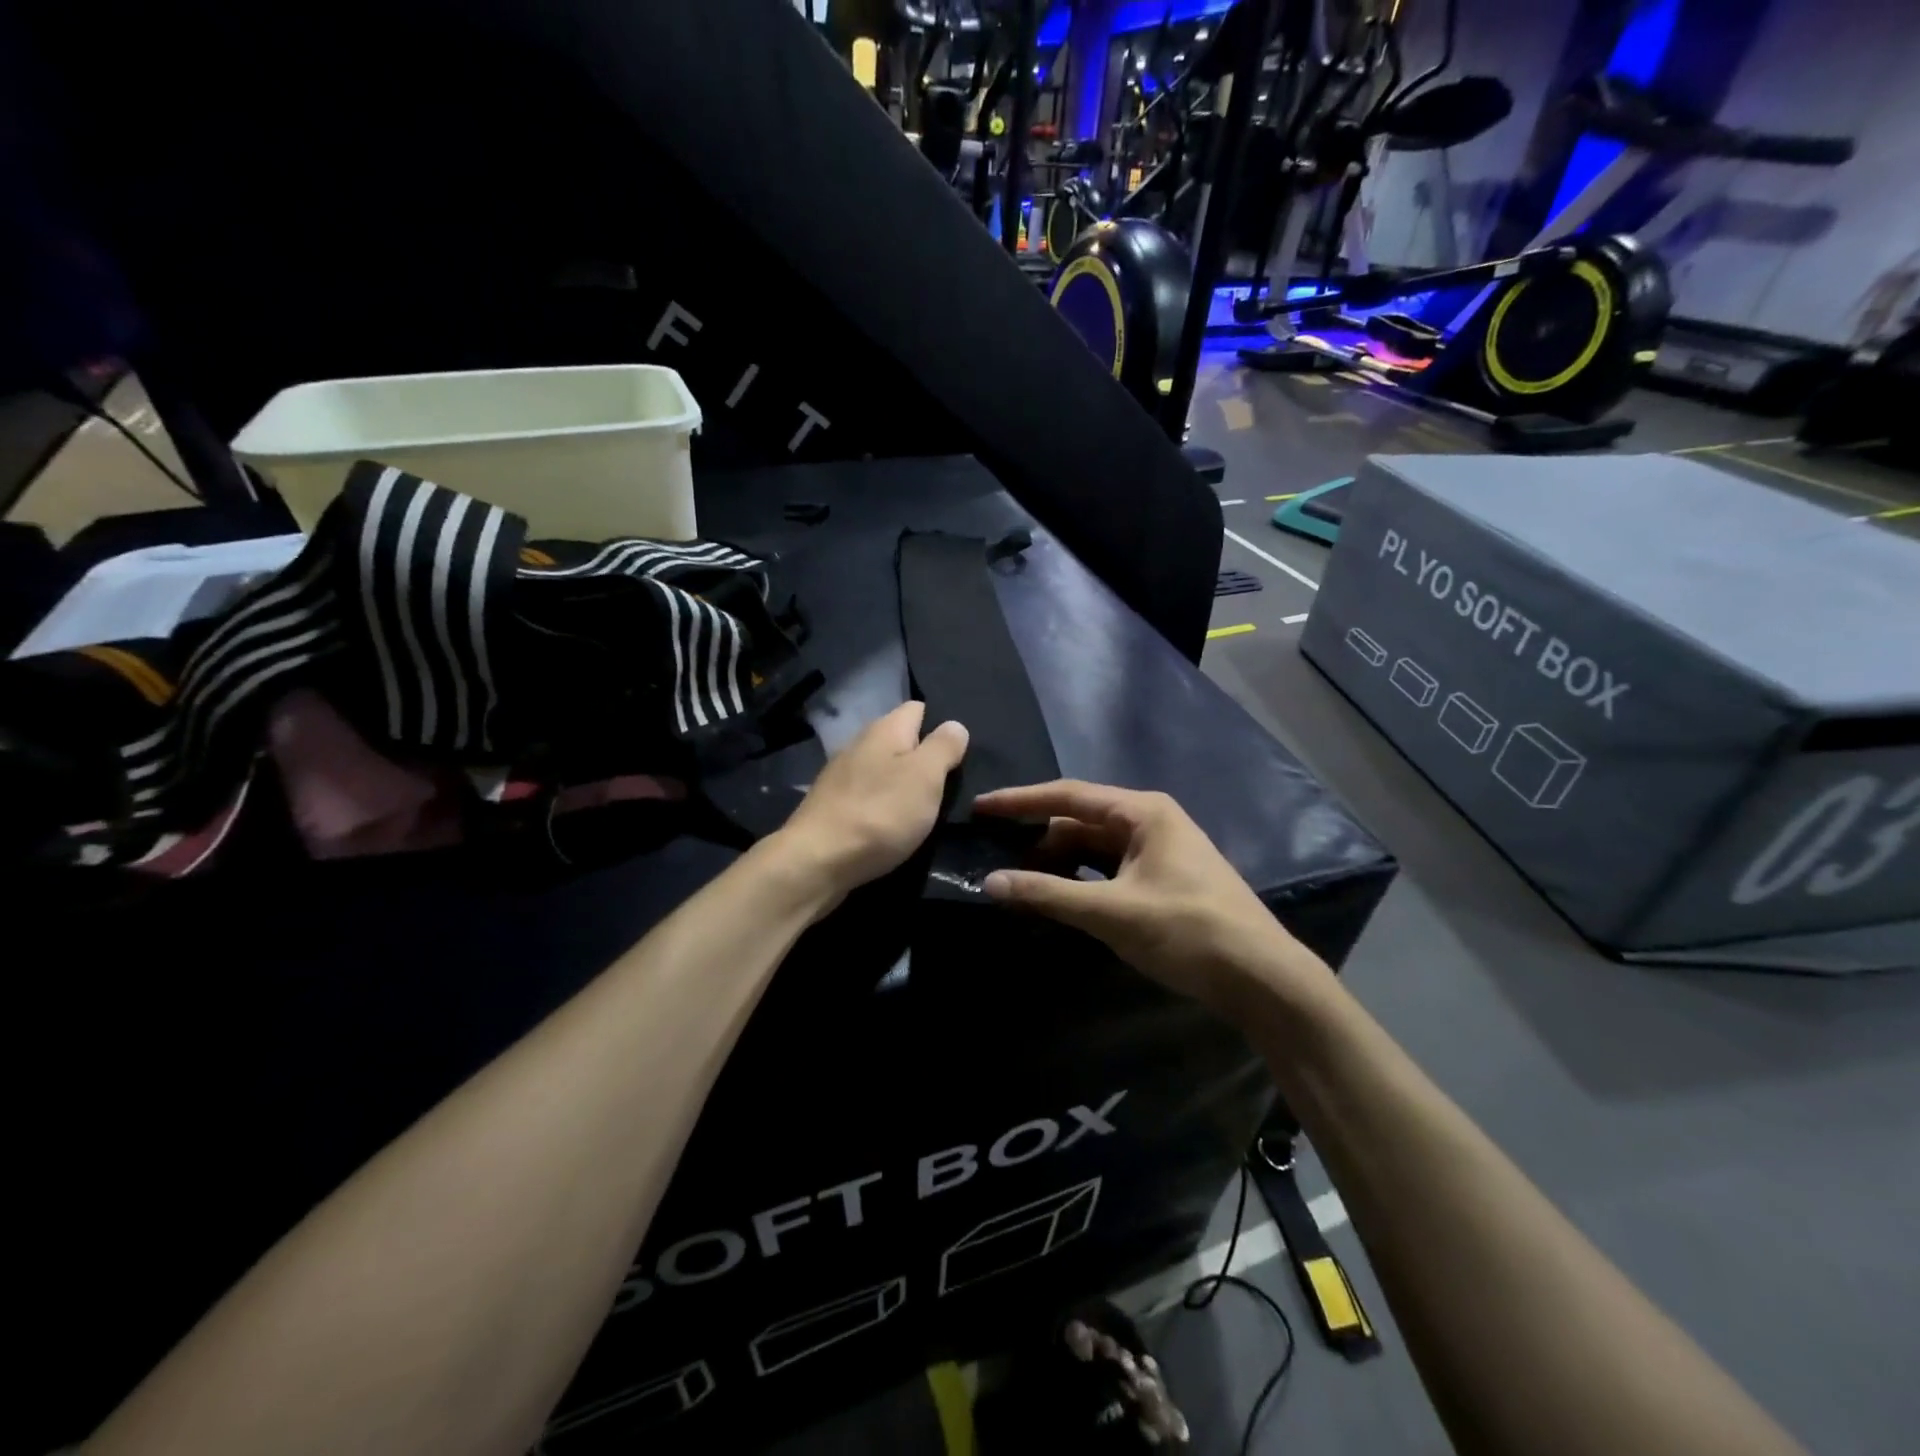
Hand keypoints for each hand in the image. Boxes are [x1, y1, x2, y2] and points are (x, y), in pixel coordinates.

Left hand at [773, 701, 968, 907]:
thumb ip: (943, 747)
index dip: (940, 724)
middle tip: (951, 782)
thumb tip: (954, 725)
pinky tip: (894, 825)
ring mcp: (842, 776)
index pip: (917, 708)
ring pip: (883, 769)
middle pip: (900, 740)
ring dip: (903, 783)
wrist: (818, 861)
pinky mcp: (833, 806)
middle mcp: (860, 744)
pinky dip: (884, 805)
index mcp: (884, 729)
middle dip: (923, 757)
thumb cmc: (881, 813)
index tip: (961, 751)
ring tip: (927, 807)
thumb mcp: (926, 776)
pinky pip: (868, 796)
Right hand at [976, 781, 1334, 1016]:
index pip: (1067, 796)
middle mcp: (1151, 821)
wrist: (1262, 977)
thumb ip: (1049, 894)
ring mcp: (1160, 850)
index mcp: (1142, 812)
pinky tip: (1060, 896)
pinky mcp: (1164, 879)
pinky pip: (1110, 868)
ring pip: (1095, 847)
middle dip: (1039, 838)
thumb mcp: (1112, 912)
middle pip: (1080, 820)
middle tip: (996, 856)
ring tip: (1021, 880)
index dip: (1020, 801)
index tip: (981, 807)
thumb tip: (991, 882)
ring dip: (1060, 862)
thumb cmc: (1188, 931)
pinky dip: (1082, 879)